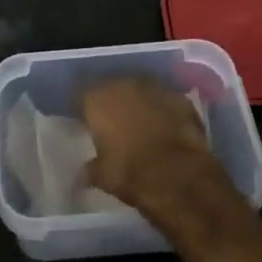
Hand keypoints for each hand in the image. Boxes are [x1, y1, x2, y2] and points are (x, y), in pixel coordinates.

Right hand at [81, 77, 228, 218]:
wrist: (179, 176)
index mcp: (97, 99)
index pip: (81, 96)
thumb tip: (84, 172)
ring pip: (140, 90)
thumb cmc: (130, 173)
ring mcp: (154, 88)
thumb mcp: (102, 176)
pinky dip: (163, 110)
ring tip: (141, 124)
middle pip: (112, 88)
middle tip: (113, 123)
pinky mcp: (180, 98)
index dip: (83, 109)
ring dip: (138, 103)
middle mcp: (123, 85)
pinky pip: (165, 100)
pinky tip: (166, 127)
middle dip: (112, 103)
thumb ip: (91, 168)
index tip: (85, 122)